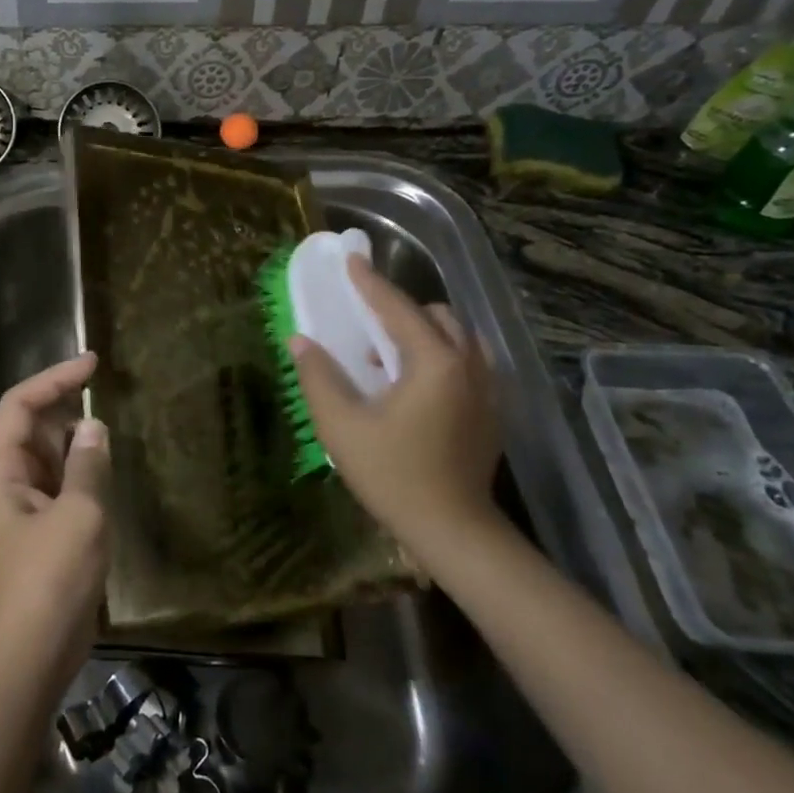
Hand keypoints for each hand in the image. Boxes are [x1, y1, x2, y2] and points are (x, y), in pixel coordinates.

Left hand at [0, 353, 110, 687]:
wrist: (28, 659)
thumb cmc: (48, 582)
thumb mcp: (79, 516)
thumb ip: (88, 465)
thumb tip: (94, 426)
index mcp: (0, 471)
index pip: (19, 406)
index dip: (53, 378)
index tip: (92, 363)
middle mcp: (6, 483)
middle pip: (32, 428)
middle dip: (66, 409)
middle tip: (110, 397)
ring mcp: (23, 510)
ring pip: (49, 458)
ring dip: (77, 443)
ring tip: (113, 431)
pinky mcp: (41, 533)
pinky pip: (61, 486)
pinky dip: (82, 473)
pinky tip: (108, 472)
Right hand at [290, 256, 505, 571]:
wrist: (453, 531)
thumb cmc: (393, 476)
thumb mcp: (342, 426)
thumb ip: (319, 377)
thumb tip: (301, 340)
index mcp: (435, 363)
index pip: (397, 309)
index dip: (369, 284)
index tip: (350, 261)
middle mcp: (469, 366)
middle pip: (437, 316)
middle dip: (400, 310)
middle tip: (365, 325)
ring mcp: (488, 389)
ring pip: (457, 338)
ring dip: (422, 333)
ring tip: (386, 358)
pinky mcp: (492, 411)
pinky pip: (467, 362)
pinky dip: (439, 356)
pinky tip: (413, 386)